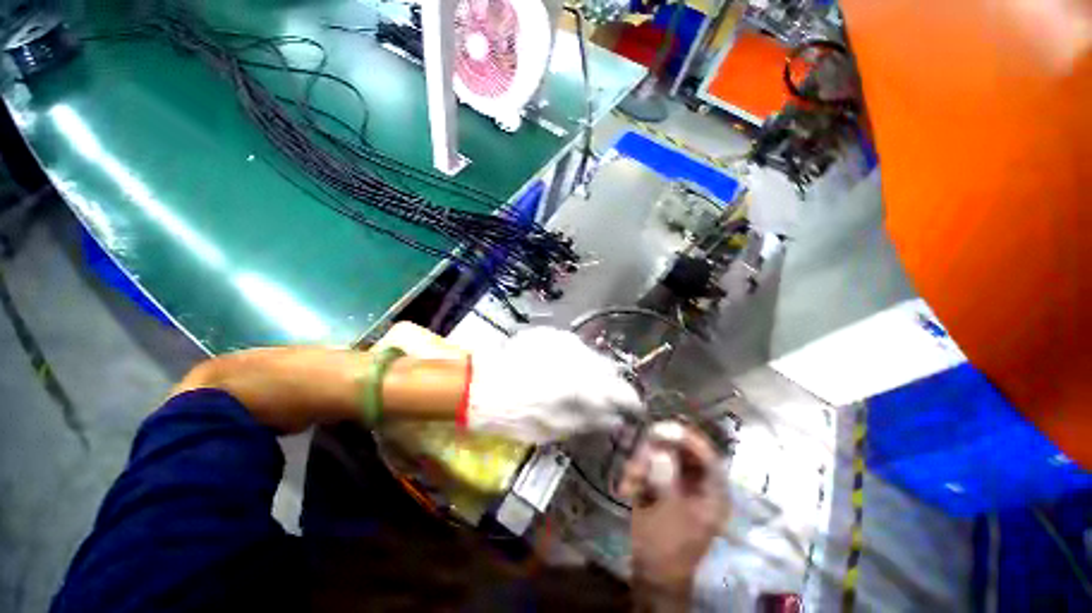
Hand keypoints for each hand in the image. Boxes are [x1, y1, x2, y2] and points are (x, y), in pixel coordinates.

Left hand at [467, 327, 641, 442]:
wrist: (482, 384)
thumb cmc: (518, 414)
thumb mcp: (556, 428)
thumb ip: (590, 420)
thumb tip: (614, 419)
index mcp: (584, 383)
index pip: (622, 390)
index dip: (631, 401)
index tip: (633, 408)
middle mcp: (580, 356)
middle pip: (609, 368)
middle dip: (611, 384)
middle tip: (604, 398)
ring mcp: (564, 341)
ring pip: (590, 355)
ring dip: (591, 370)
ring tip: (578, 383)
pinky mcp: (549, 334)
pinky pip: (571, 347)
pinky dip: (573, 359)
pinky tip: (559, 368)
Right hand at [620, 422, 728, 605]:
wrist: (651, 573)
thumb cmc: (665, 547)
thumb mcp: (667, 513)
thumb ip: (666, 479)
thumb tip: (661, 451)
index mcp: (712, 493)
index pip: (707, 455)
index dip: (687, 438)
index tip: (662, 428)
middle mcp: (698, 483)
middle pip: (681, 451)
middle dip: (655, 451)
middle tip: (638, 456)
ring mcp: (679, 483)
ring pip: (661, 456)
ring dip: (642, 463)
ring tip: (630, 480)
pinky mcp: (662, 485)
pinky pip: (650, 466)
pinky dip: (637, 472)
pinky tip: (628, 487)